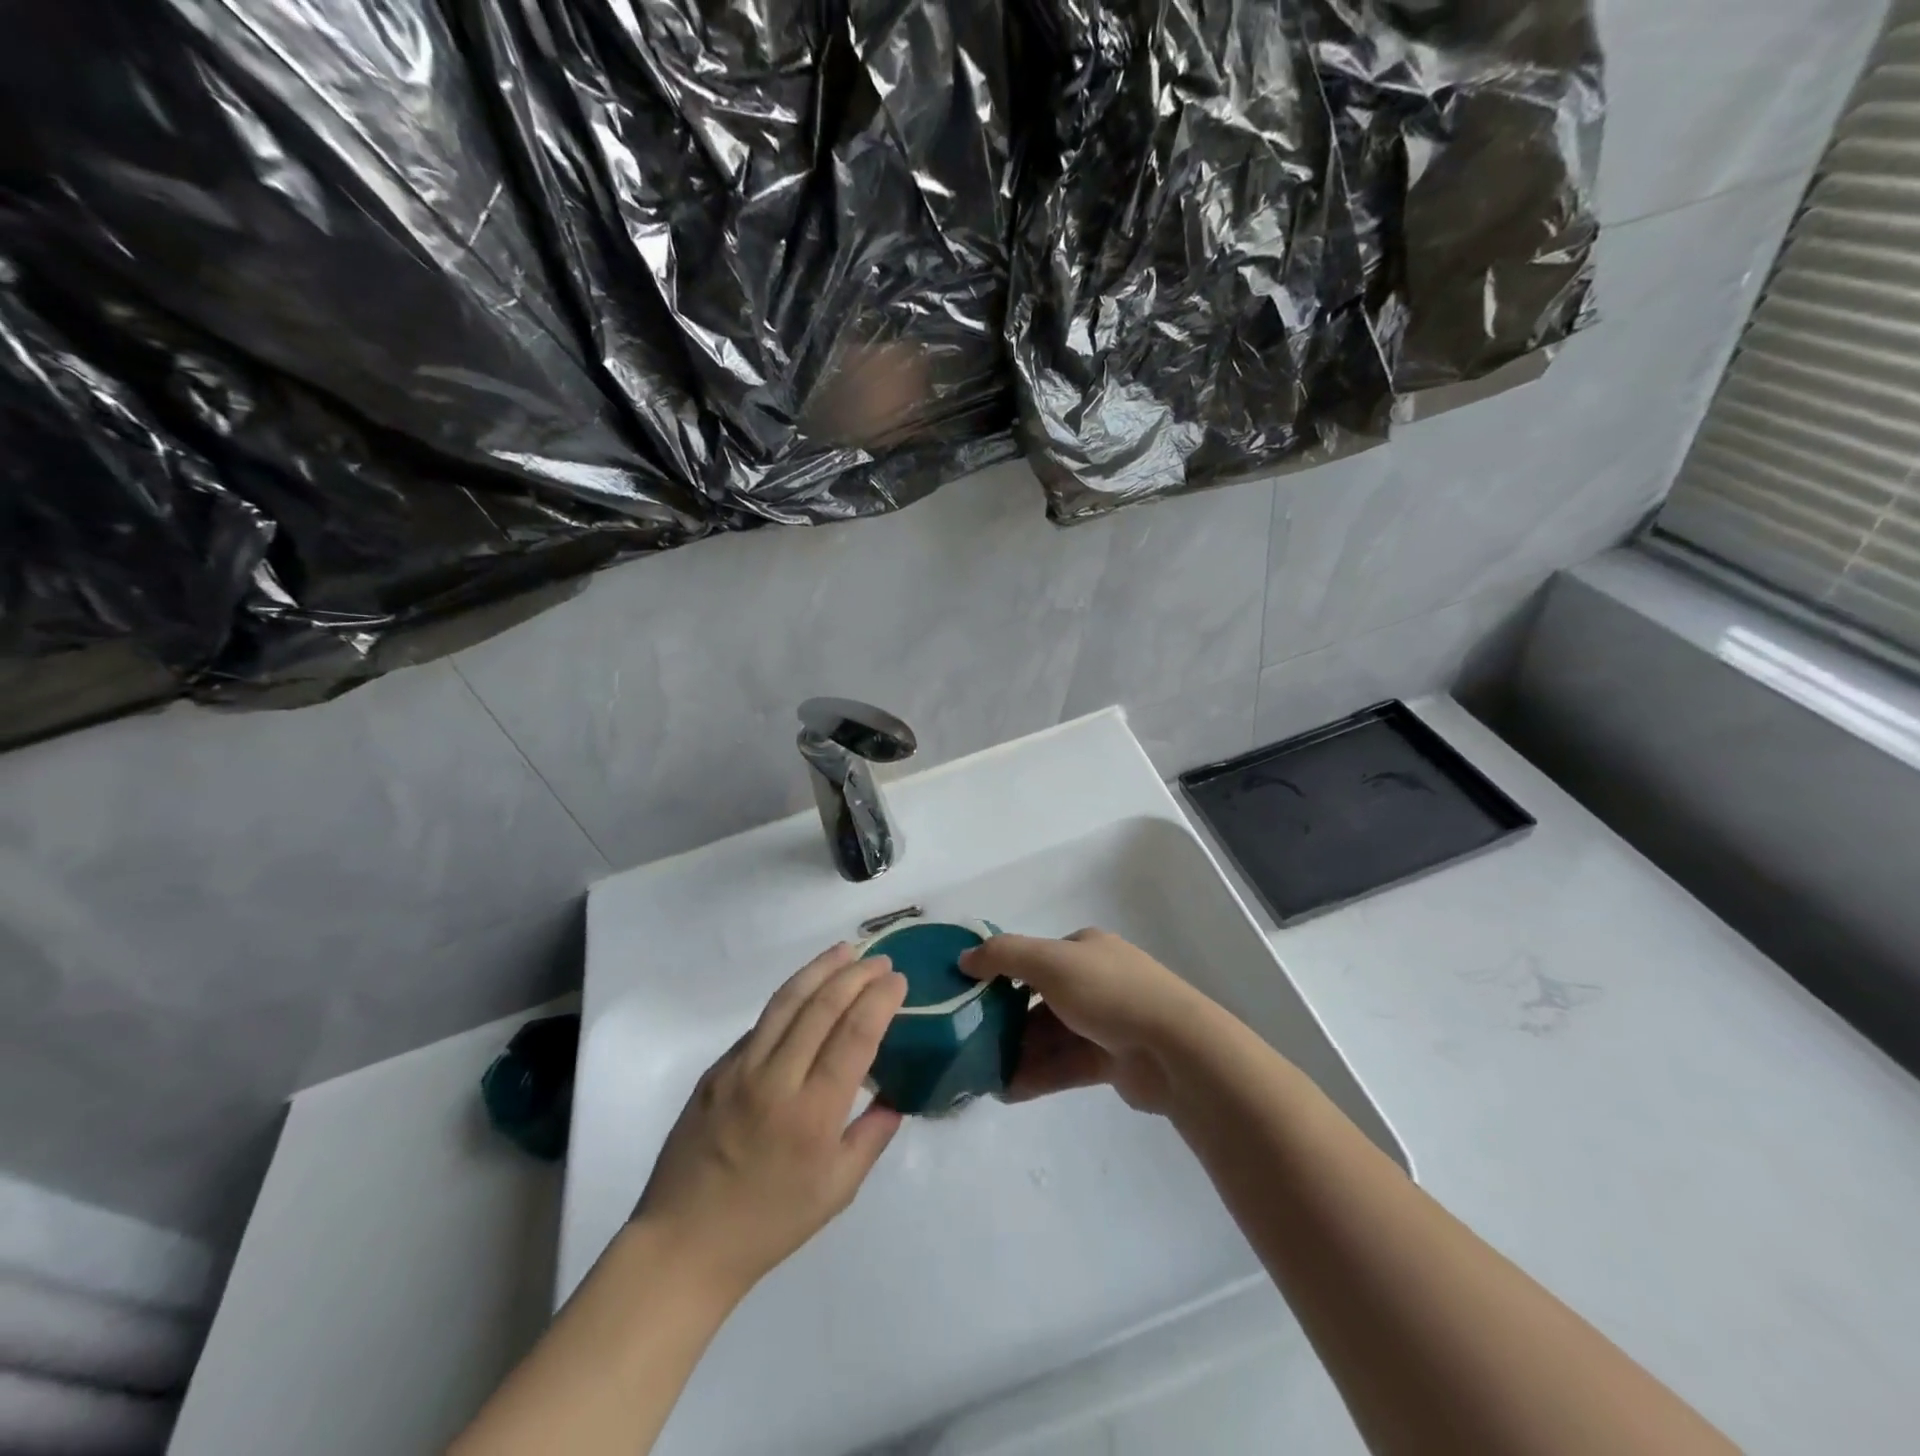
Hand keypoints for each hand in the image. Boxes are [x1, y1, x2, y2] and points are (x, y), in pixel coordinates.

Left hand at [633, 944, 907, 1298]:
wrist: (684, 1243)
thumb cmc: (769, 1224)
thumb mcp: (836, 1191)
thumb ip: (872, 1137)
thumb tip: (896, 1097)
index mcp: (813, 1114)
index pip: (854, 1036)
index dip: (879, 1000)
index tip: (897, 980)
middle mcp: (775, 1080)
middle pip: (822, 1007)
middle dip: (856, 975)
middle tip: (880, 960)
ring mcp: (739, 1070)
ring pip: (786, 1002)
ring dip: (819, 970)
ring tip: (844, 951)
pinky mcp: (715, 1070)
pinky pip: (760, 1025)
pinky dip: (789, 1001)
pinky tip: (805, 994)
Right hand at [958, 929, 1210, 1113]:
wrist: (1175, 1048)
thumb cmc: (1109, 992)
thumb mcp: (1050, 962)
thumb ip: (1003, 956)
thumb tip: (964, 958)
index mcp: (1085, 950)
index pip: (1036, 957)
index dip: (1002, 974)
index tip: (970, 996)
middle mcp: (1095, 981)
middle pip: (1040, 1000)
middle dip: (1006, 1021)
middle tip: (971, 1042)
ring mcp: (1106, 1022)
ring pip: (1051, 1036)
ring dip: (1018, 1053)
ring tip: (982, 1075)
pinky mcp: (1112, 1061)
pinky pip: (1065, 1066)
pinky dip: (1037, 1076)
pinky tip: (1007, 1092)